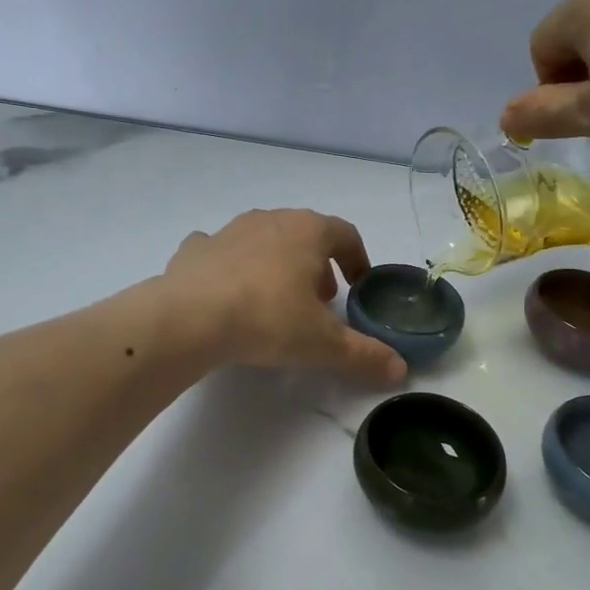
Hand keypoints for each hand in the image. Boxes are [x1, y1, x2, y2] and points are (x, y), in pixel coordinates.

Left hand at [161, 209, 406, 385]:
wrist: (189, 317)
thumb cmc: (267, 319)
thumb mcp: (323, 343)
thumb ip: (364, 354)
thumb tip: (400, 370)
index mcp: (307, 231)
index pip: (345, 234)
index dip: (358, 259)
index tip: (359, 286)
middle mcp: (271, 220)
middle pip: (305, 234)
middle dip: (318, 264)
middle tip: (320, 300)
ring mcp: (229, 230)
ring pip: (264, 239)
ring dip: (277, 263)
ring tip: (276, 299)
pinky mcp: (195, 249)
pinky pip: (220, 251)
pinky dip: (230, 266)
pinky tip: (227, 292)